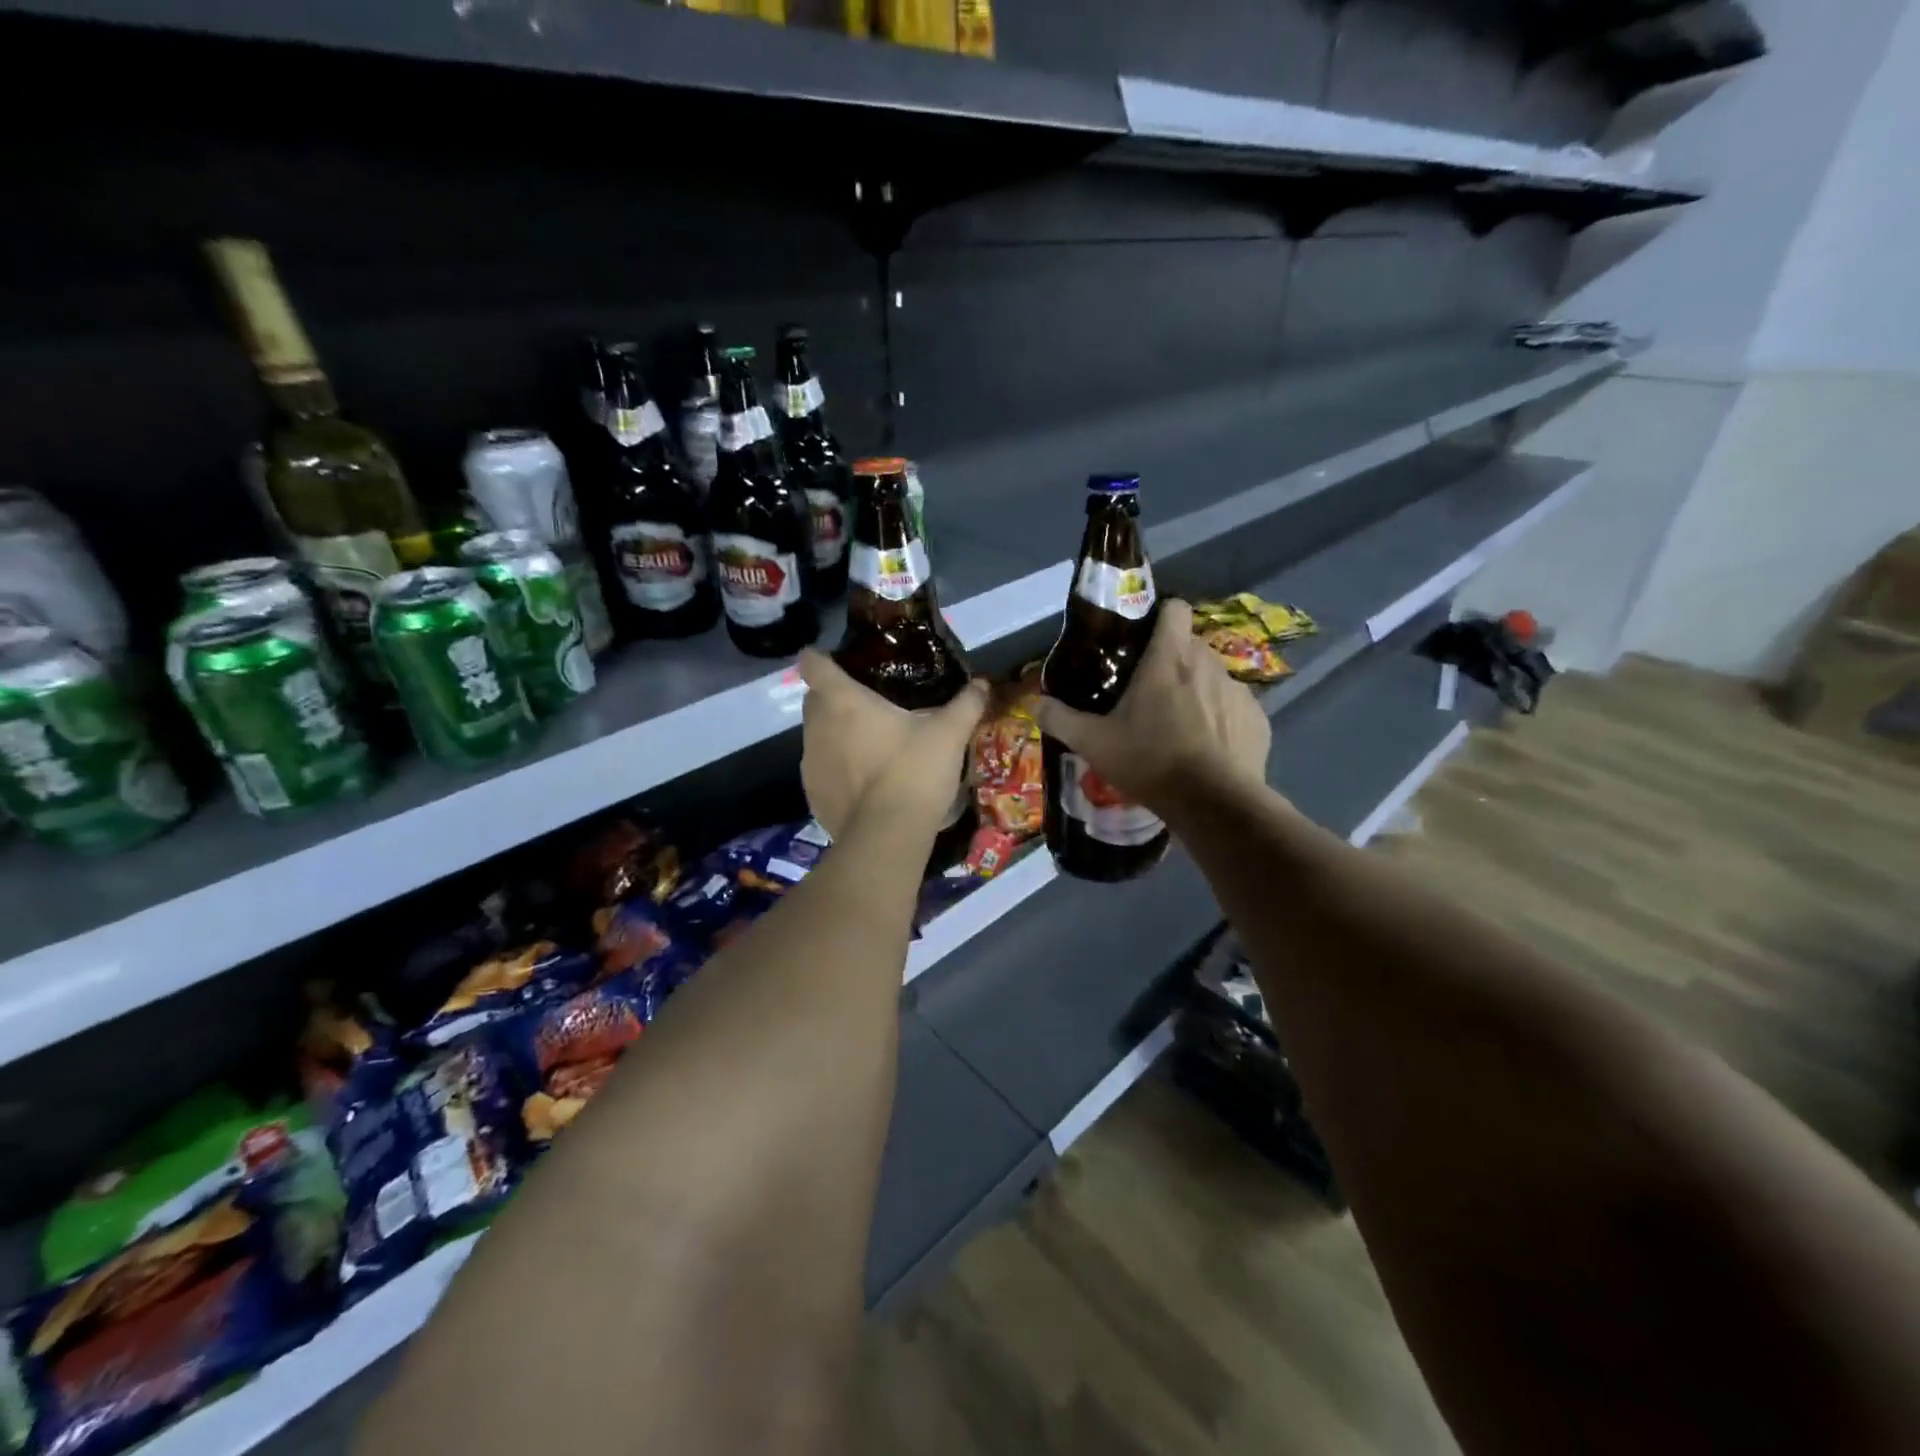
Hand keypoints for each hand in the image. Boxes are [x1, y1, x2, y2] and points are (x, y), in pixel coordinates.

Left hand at [799, 650, 989, 839]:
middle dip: (833, 698)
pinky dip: (837, 771)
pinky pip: (821, 772)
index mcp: (842, 701)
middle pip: (814, 700)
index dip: (820, 658)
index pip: (812, 663)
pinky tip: (865, 783)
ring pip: (816, 737)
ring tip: (870, 747)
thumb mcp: (949, 734)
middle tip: (868, 706)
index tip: (838, 663)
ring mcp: (809, 764)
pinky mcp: (813, 796)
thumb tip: (983, 684)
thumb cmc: (914, 771)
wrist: (888, 836)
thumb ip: (966, 704)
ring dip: (836, 736)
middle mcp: (816, 727)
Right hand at [1032, 599, 1269, 815]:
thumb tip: (1036, 704)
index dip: (1159, 616)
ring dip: (1197, 691)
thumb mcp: (1094, 743)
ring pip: (1213, 677)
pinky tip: (1208, 749)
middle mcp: (1208, 663)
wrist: (1213, 804)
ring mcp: (1238, 691)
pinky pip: (1235, 709)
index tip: (1143, 639)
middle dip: (1172, 661)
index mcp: (1168, 658)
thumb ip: (1061, 719)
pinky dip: (1221, 721)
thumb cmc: (1150, 762)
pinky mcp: (1258, 720)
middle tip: (1149, 692)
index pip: (1175, 608)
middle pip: (1190, 645)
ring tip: (1179, 725)